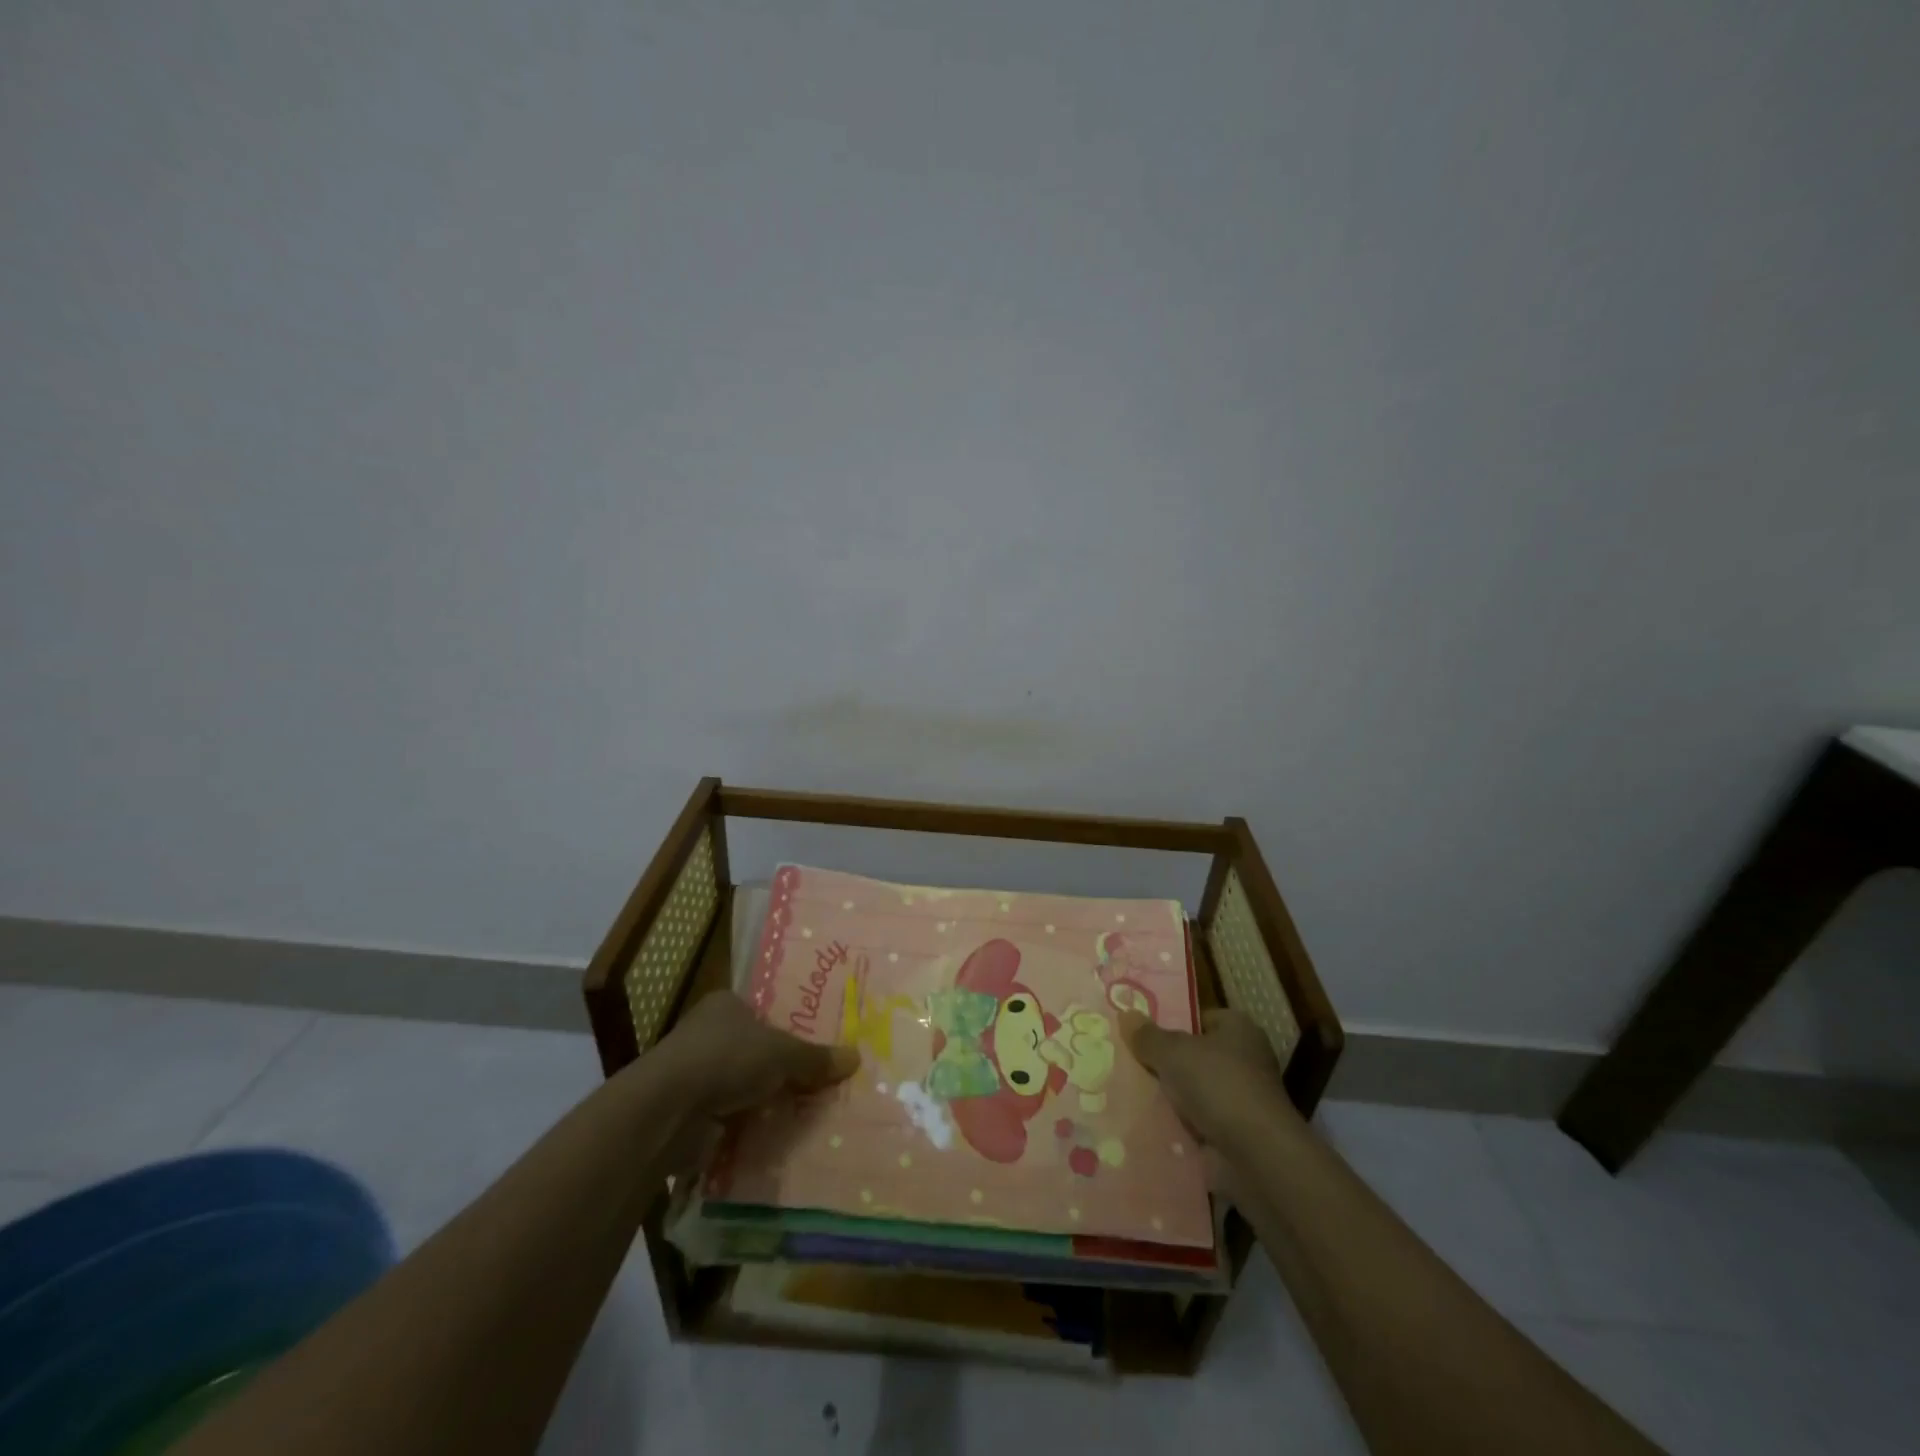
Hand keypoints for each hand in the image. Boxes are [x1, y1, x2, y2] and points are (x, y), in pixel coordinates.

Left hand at [651, 991, 860, 1120]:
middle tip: (817, 1085)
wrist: (666, 1110)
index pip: (763, 1012)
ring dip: (762, 1101)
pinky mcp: (687, 1113)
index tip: (814, 1049)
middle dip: (778, 1070)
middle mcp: (706, 1033)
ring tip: (803, 1116)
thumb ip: (816, 1058)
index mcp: (726, 1005)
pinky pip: (727, 1118)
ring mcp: (693, 1074)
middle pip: (754, 1050)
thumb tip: (856, 1057)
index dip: (787, 1028)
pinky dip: (745, 1128)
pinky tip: (773, 1139)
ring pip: (741, 1086)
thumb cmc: (726, 1059)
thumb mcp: (782, 1053)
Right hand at [1118, 1007, 1297, 1151]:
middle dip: (1166, 1062)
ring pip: (1194, 1091)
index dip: (1173, 1022)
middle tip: (1127, 1061)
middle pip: (1196, 1056)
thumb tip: (1125, 1014)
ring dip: (1170, 1097)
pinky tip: (1147, 1124)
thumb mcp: (1173, 1052)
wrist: (1255, 1157)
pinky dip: (1177, 1126)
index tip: (1141, 1032)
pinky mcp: (1235, 1136)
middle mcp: (1246, 1061)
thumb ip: (1147, 1035)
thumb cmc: (1218, 1086)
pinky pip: (1197, 1124)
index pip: (1202, 1017)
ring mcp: (1242, 1101)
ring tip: (1128, 1092)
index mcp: (1239, 1030)